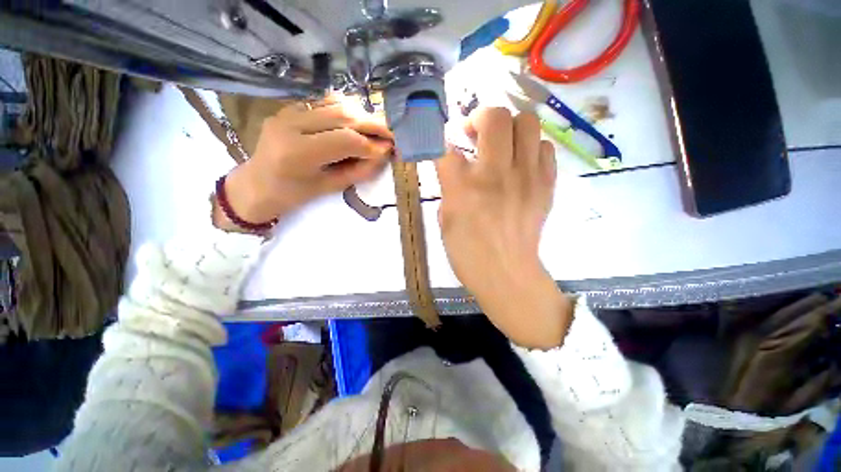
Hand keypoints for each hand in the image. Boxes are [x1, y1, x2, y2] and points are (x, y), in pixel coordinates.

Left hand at [214, 98, 392, 230]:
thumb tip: (383, 155)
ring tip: (377, 128)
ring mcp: (287, 112)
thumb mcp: (330, 187)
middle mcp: (291, 125)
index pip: (345, 139)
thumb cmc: (293, 195)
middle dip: (372, 125)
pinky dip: (345, 109)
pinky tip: (357, 120)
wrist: (257, 184)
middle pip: (342, 116)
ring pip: (334, 104)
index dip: (371, 144)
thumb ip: (358, 170)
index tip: (389, 150)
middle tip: (391, 134)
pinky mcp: (288, 108)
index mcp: (299, 152)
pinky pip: (323, 102)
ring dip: (361, 115)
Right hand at [435, 107, 572, 348]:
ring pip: (527, 122)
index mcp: (464, 187)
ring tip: (501, 145)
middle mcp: (496, 174)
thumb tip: (454, 163)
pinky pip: (544, 147)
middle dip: (480, 117)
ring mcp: (526, 177)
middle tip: (475, 134)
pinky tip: (520, 163)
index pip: (448, 144)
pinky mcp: (546, 185)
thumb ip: (448, 184)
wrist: (506, 273)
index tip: (446, 142)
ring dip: (509, 128)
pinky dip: (530, 147)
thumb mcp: (445, 218)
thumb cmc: (468, 251)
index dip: (443, 138)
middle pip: (495, 117)